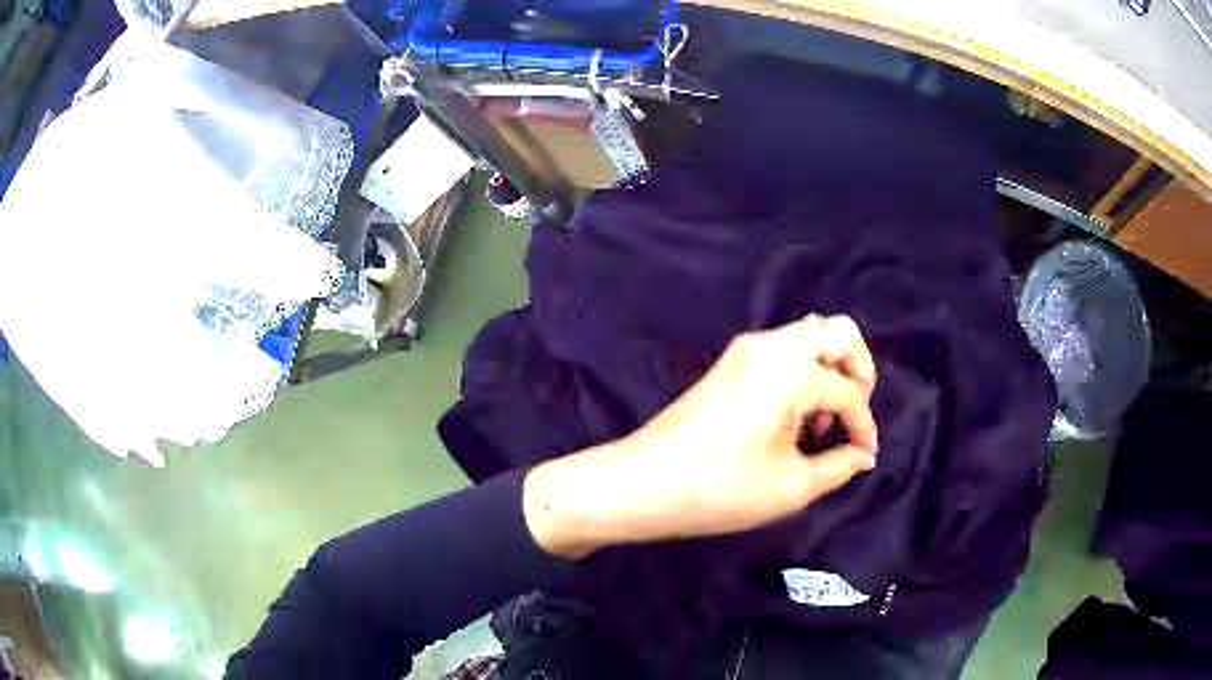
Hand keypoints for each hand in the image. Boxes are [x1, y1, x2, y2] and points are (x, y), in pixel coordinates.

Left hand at [524, 315, 878, 558]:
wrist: (643, 483)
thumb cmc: (722, 489)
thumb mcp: (792, 486)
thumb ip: (839, 465)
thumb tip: (865, 455)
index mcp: (791, 370)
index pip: (848, 390)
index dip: (864, 425)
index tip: (865, 454)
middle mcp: (771, 346)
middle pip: (836, 333)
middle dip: (856, 370)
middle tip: (852, 416)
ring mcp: (746, 350)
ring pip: (808, 338)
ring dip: (828, 371)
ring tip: (819, 426)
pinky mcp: (729, 363)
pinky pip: (782, 352)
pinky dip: (801, 374)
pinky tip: (793, 420)